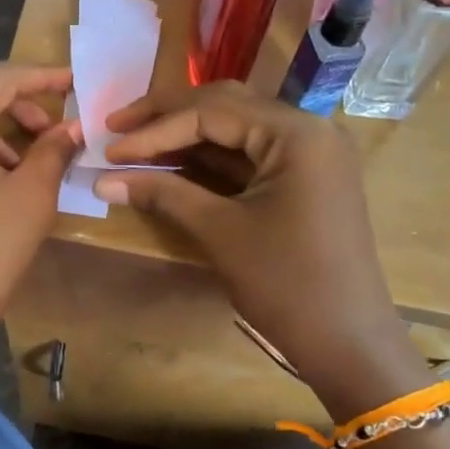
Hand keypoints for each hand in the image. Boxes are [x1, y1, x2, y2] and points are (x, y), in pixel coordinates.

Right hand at [95, 82, 423, 408]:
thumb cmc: (286, 283)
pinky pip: (251, 157)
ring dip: (187, 136)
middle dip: (168, 117)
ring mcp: (309, 156)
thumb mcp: (220, 232)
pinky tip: (172, 166)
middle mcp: (308, 130)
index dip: (154, 129)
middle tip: (117, 129)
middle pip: (226, 107)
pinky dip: (211, 161)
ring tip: (136, 145)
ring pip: (237, 130)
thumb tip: (102, 180)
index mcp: (296, 133)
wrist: (346, 341)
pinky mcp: (304, 181)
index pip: (211, 112)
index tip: (108, 148)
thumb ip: (163, 194)